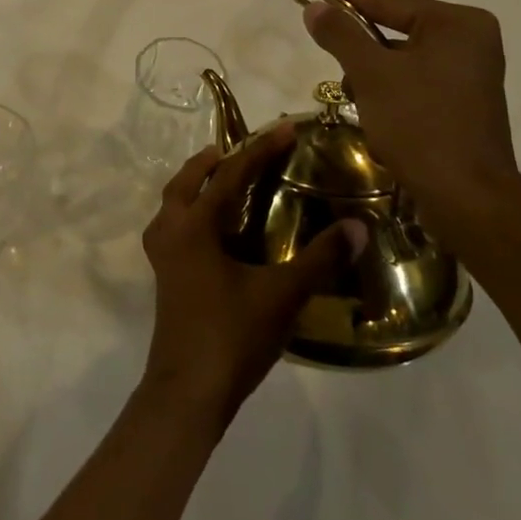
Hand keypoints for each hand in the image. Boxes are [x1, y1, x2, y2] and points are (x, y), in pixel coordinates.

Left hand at [140, 125, 366, 429]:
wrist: (188, 391)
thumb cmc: (232, 336)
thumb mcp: (281, 295)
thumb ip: (319, 259)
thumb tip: (357, 226)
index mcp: (194, 226)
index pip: (229, 175)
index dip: (260, 149)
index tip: (286, 128)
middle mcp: (171, 230)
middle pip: (187, 180)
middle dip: (214, 160)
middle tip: (244, 150)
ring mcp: (162, 254)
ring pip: (174, 201)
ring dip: (196, 183)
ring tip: (223, 177)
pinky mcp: (164, 275)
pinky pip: (174, 225)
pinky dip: (191, 210)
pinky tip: (213, 229)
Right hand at [303, 0, 520, 244]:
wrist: (467, 198)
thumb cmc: (420, 124)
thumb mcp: (371, 74)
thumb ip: (341, 34)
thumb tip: (315, 7)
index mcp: (458, 23)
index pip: (391, 0)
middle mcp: (472, 41)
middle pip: (397, 30)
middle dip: (360, 47)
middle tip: (327, 49)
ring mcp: (472, 73)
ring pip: (404, 60)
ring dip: (373, 76)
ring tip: (353, 96)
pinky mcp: (466, 103)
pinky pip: (417, 82)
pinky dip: (392, 93)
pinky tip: (375, 115)